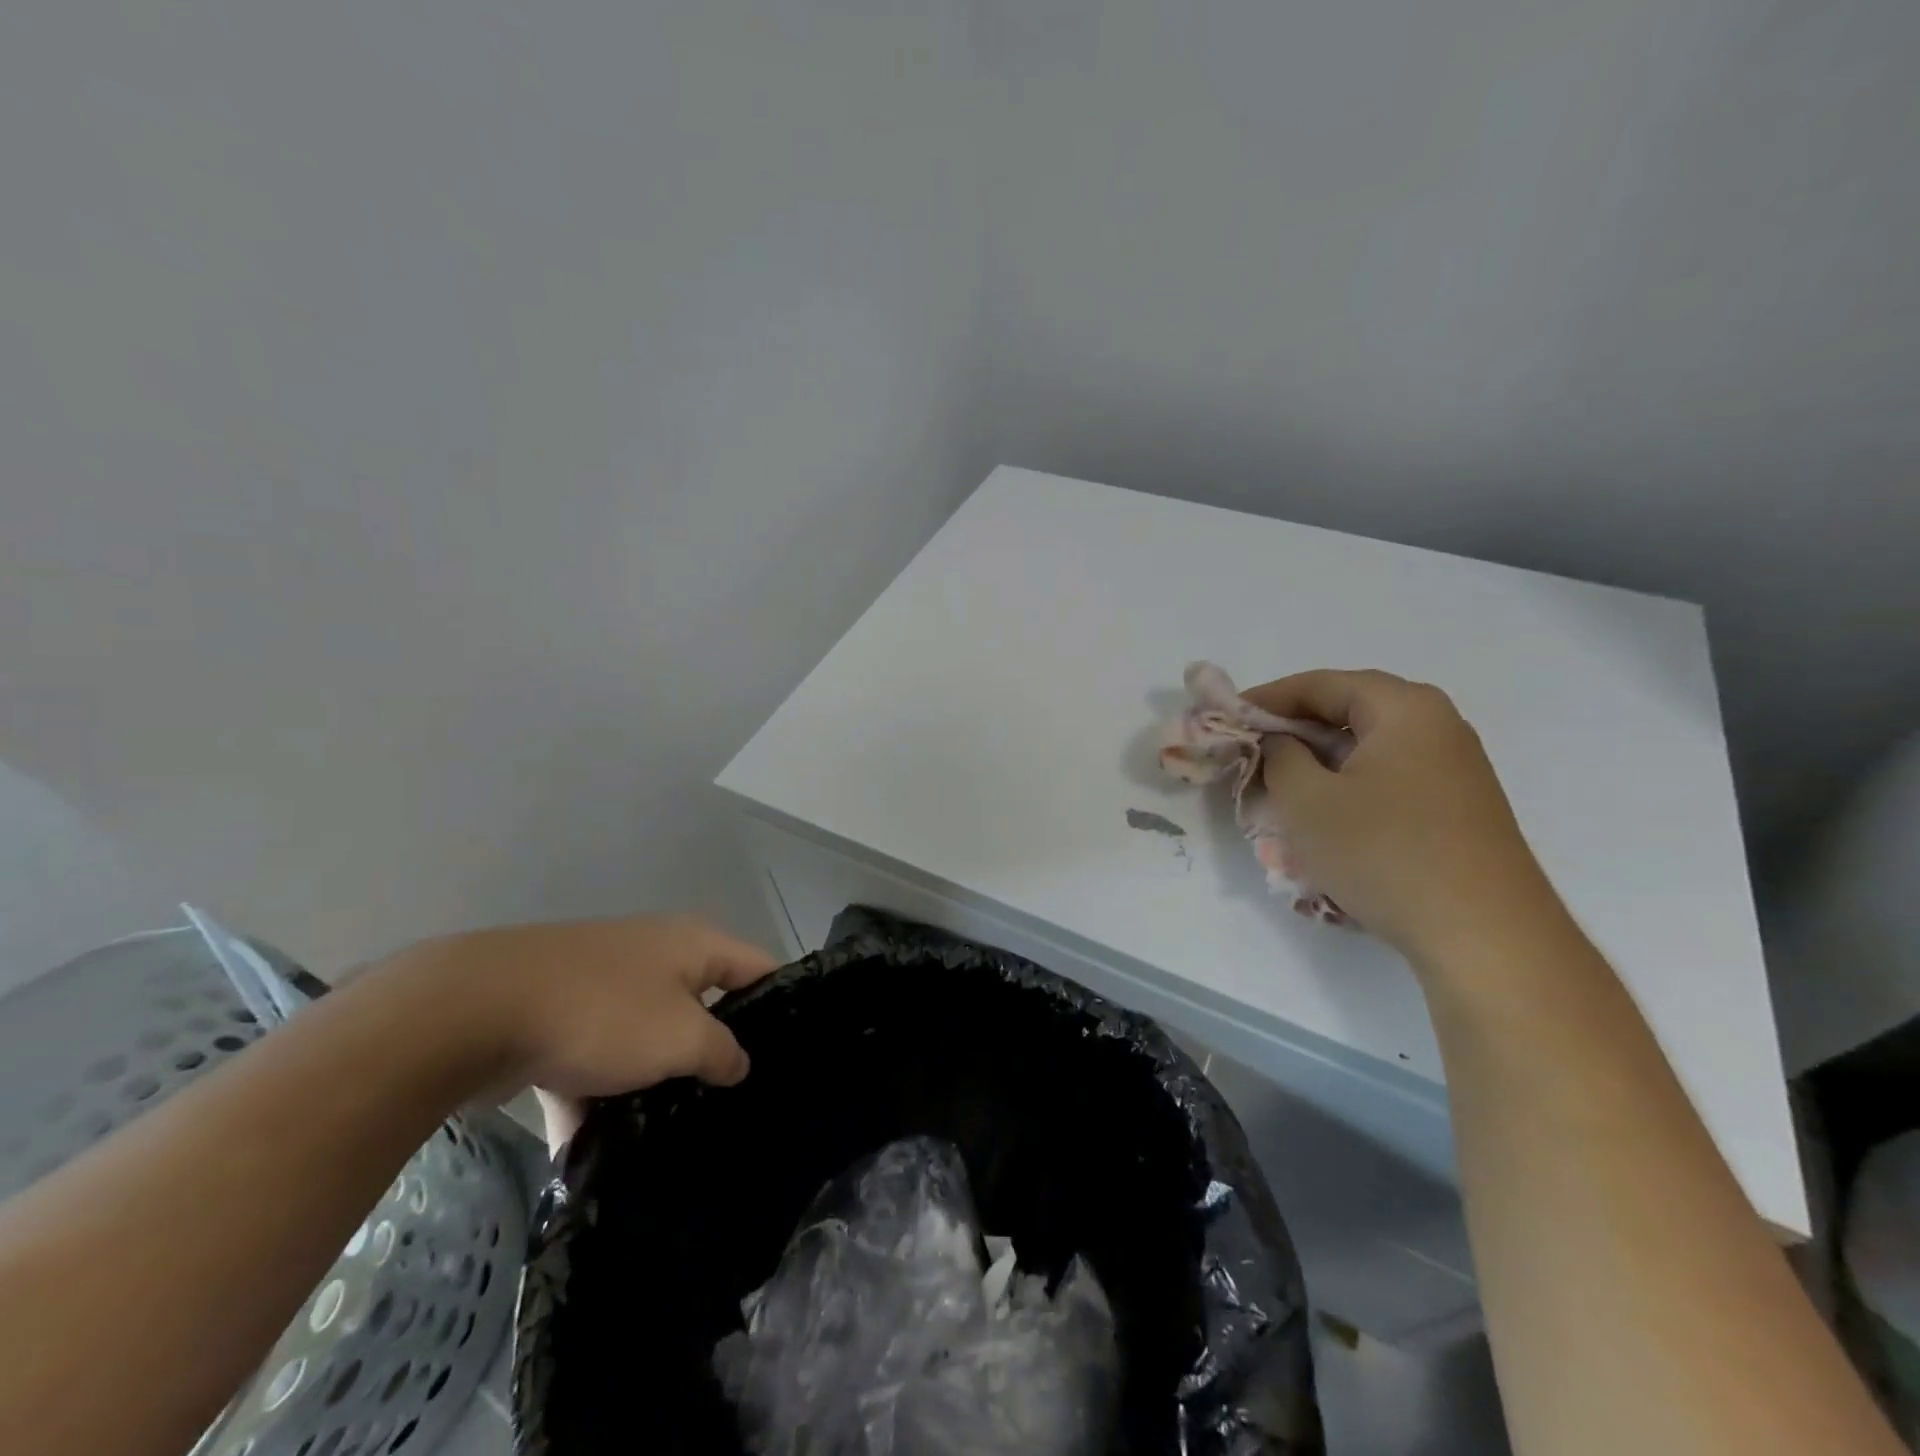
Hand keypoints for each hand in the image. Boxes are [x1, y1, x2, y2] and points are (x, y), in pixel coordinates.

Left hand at [396, 915, 777, 1103]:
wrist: (474, 1012)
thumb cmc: (603, 1013)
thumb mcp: (680, 1037)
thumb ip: (721, 1052)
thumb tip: (737, 1063)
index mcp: (693, 944)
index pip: (759, 967)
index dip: (781, 1004)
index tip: (794, 1055)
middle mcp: (655, 956)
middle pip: (703, 1005)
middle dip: (715, 1053)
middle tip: (737, 1103)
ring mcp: (604, 985)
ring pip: (646, 1038)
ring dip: (654, 1083)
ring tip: (673, 1136)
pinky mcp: (558, 1018)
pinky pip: (594, 1061)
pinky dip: (596, 1099)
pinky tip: (597, 1155)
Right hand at [1242, 670, 1557, 966]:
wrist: (1484, 936)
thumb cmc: (1384, 852)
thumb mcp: (1307, 801)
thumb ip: (1280, 756)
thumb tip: (1281, 742)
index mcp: (1404, 708)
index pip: (1320, 684)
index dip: (1266, 698)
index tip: (1227, 719)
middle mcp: (1437, 724)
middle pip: (1349, 710)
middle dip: (1294, 729)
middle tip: (1251, 752)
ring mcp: (1455, 767)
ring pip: (1369, 747)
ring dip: (1320, 760)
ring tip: (1281, 786)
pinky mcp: (1459, 806)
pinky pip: (1390, 777)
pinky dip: (1350, 785)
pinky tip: (1328, 817)